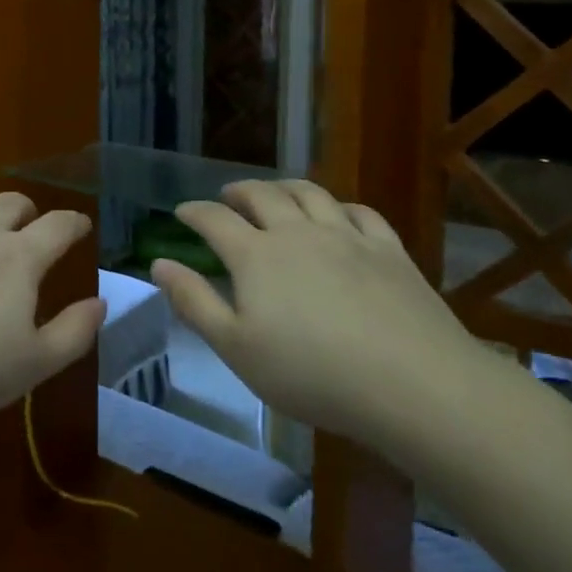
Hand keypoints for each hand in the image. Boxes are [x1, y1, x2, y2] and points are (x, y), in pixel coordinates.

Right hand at [152, 180, 487, 449]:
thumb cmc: (312, 374)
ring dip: (285, 187)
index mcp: (255, 255)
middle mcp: (297, 232)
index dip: (194, 212)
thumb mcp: (237, 348)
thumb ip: (194, 302)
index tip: (182, 212)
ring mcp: (347, 236)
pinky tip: (338, 214)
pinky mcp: (389, 250)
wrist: (413, 384)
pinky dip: (340, 206)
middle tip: (228, 195)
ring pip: (309, 194)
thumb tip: (158, 264)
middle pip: (262, 195)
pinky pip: (360, 212)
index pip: (214, 220)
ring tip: (275, 192)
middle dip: (239, 191)